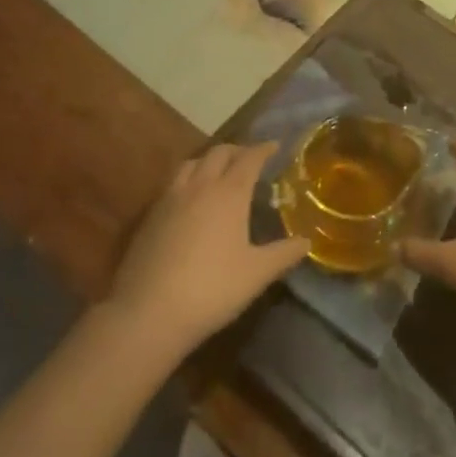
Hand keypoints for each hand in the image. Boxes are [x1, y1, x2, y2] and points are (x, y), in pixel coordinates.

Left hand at [106, 141, 307, 358]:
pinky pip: (173, 183)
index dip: (263, 149)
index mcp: (229, 193)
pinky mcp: (151, 215)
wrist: (149, 311)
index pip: (249, 158)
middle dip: (237, 150)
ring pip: (192, 163)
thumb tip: (307, 242)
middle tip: (249, 158)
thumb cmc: (212, 288)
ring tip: (218, 171)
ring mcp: (171, 198)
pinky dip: (189, 178)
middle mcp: (200, 186)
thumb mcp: (257, 274)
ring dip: (209, 159)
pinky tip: (191, 199)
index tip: (274, 145)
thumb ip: (283, 254)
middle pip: (219, 152)